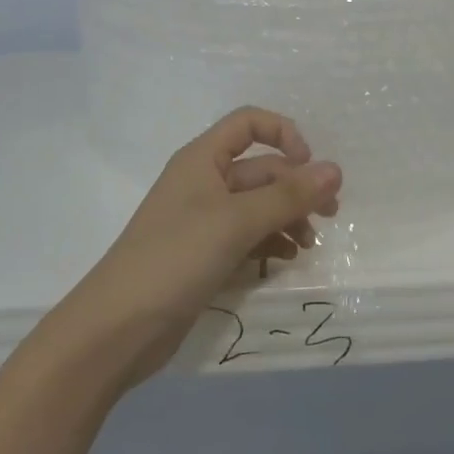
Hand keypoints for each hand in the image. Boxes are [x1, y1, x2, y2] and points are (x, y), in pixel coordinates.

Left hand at [58, 108, 341, 383]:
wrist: (117, 329)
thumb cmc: (176, 258)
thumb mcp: (236, 222)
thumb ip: (288, 196)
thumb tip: (336, 170)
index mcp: (202, 159)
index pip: (248, 124)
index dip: (283, 133)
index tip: (309, 164)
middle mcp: (203, 183)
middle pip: (260, 170)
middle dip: (296, 187)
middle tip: (330, 215)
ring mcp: (203, 222)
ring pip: (257, 206)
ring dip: (287, 218)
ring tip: (309, 245)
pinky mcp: (204, 256)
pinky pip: (246, 237)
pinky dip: (270, 243)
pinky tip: (287, 260)